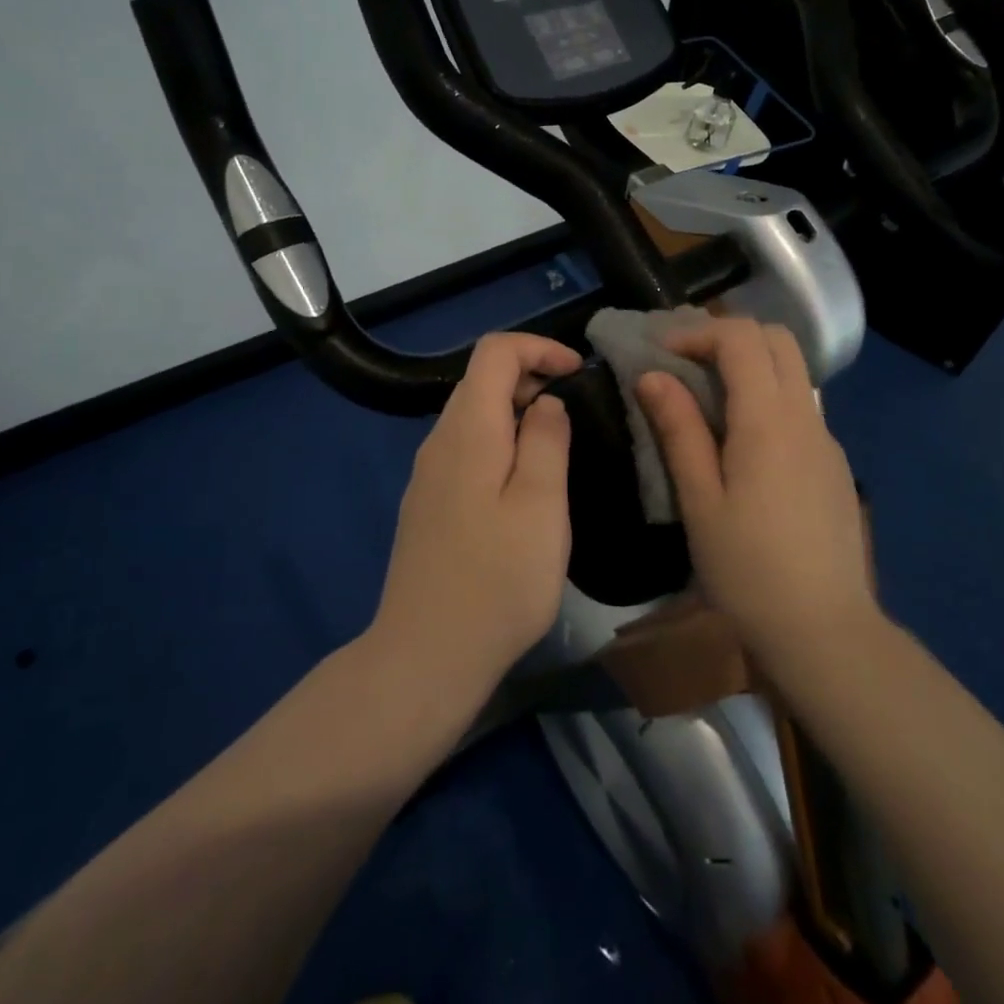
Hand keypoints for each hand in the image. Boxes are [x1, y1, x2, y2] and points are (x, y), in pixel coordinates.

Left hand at [370, 333, 581, 698]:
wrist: (426, 655)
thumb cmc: (498, 579)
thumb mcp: (541, 505)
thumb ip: (546, 440)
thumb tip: (545, 402)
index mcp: (468, 430)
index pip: (494, 352)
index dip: (539, 348)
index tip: (578, 373)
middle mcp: (439, 441)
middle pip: (481, 381)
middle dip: (531, 379)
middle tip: (575, 415)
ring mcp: (427, 475)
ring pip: (474, 418)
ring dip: (517, 416)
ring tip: (557, 452)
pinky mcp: (427, 505)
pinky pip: (466, 451)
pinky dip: (500, 446)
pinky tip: (523, 490)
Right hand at [635, 318, 877, 660]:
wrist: (823, 629)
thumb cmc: (747, 568)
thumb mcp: (700, 501)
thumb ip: (679, 431)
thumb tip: (653, 376)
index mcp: (769, 420)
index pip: (741, 338)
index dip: (697, 333)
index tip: (660, 354)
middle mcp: (806, 416)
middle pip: (777, 339)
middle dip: (728, 336)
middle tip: (685, 363)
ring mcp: (827, 439)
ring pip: (794, 371)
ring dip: (751, 364)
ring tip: (707, 396)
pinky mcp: (834, 464)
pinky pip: (801, 406)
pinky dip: (768, 396)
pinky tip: (741, 441)